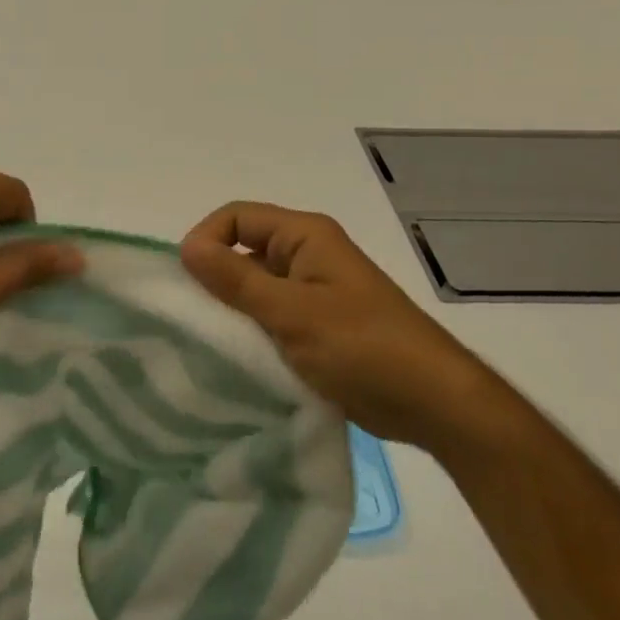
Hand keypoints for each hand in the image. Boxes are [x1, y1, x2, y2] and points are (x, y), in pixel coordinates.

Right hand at [180, 202, 501, 452]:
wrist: (434, 402)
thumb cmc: (363, 347)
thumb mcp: (291, 313)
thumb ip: (236, 279)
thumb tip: (186, 247)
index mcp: (304, 235)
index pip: (236, 217)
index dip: (206, 239)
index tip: (187, 282)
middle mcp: (307, 254)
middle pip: (244, 249)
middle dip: (216, 277)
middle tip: (194, 318)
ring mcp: (315, 290)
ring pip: (256, 286)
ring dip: (234, 308)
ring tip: (212, 342)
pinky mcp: (319, 325)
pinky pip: (272, 315)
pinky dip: (254, 330)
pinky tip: (240, 359)